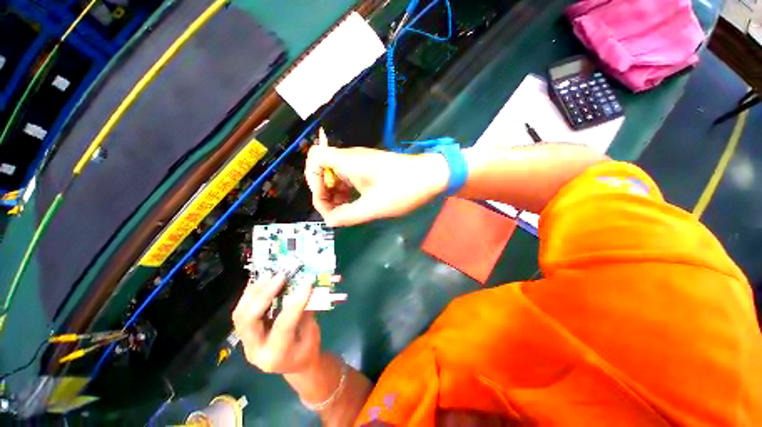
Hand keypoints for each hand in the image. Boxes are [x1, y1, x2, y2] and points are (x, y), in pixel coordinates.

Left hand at [232, 273, 320, 373]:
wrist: (295, 366)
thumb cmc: (307, 350)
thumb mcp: (312, 332)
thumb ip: (306, 310)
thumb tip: (306, 286)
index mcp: (277, 355)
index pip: (283, 325)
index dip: (295, 302)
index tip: (307, 282)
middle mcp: (256, 351)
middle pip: (250, 320)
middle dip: (264, 295)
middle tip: (280, 276)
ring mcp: (246, 343)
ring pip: (240, 315)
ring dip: (255, 292)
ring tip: (269, 275)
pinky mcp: (244, 334)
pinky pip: (241, 312)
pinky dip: (250, 294)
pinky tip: (261, 282)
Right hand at [304, 146, 449, 226]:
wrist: (430, 176)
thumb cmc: (403, 189)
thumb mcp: (374, 207)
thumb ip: (348, 215)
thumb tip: (329, 221)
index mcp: (349, 162)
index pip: (315, 158)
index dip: (313, 180)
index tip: (325, 200)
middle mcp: (351, 158)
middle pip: (323, 170)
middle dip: (324, 192)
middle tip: (334, 212)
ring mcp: (360, 163)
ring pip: (336, 176)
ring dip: (335, 194)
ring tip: (343, 212)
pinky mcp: (369, 168)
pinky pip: (349, 178)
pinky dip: (346, 192)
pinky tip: (353, 205)